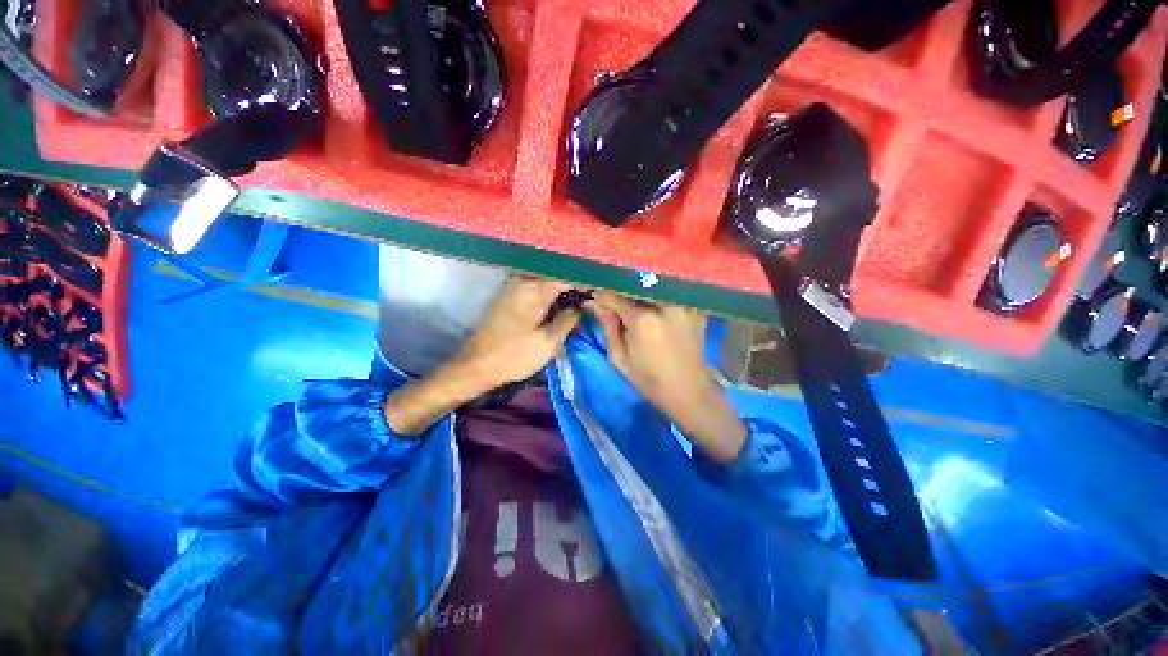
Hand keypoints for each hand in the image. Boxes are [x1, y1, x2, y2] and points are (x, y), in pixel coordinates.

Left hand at [386, 277, 582, 435]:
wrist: (477, 364)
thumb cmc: (514, 355)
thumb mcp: (548, 341)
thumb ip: (568, 319)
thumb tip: (579, 305)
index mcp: (534, 289)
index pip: (567, 276)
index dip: (586, 280)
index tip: (602, 286)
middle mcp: (523, 281)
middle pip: (556, 272)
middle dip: (575, 279)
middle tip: (594, 289)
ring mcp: (513, 286)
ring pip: (545, 277)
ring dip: (562, 283)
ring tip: (581, 291)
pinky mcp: (508, 295)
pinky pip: (535, 284)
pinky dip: (550, 288)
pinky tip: (560, 298)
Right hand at [590, 292, 746, 463]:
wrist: (687, 390)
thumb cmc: (648, 378)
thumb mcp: (619, 357)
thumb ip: (608, 326)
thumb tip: (596, 302)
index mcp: (643, 320)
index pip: (614, 296)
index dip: (602, 294)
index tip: (595, 294)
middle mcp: (665, 305)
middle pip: (636, 284)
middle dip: (622, 287)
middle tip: (614, 295)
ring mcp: (684, 305)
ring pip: (656, 284)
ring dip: (641, 287)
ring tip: (634, 297)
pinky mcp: (696, 309)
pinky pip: (673, 292)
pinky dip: (661, 294)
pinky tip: (656, 303)